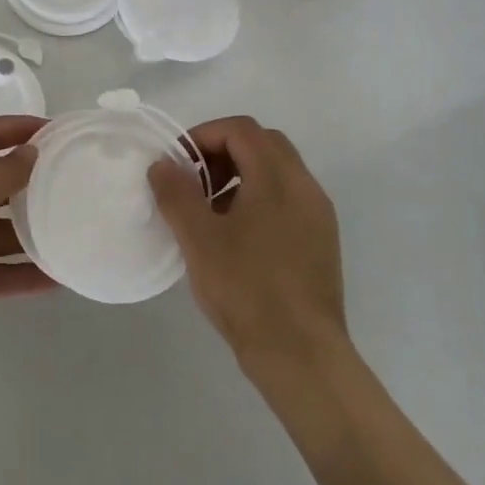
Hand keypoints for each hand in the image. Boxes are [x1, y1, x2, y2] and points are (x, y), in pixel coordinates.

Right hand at [149, 117, 350, 380]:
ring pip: (276, 172)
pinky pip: (287, 200)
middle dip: (223, 153)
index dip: (203, 136)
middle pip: (262, 144)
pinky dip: (258, 199)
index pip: (240, 129)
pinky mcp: (321, 241)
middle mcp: (304, 186)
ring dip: (240, 176)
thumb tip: (163, 164)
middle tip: (194, 183)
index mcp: (278, 177)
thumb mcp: (199, 239)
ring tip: (210, 213)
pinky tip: (236, 238)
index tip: (178, 165)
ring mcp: (318, 214)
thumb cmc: (247, 289)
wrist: (302, 355)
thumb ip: (177, 193)